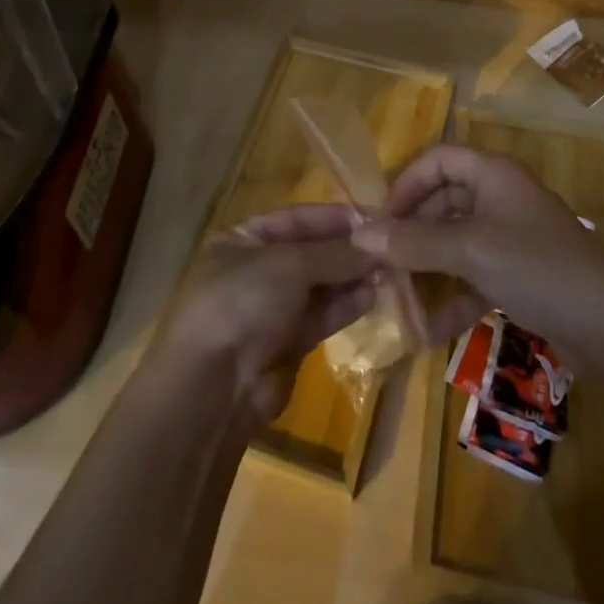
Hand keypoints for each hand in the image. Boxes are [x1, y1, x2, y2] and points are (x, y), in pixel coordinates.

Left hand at [154, 204, 378, 420]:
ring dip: (352, 278)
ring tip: (389, 270)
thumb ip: (335, 253)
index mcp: (242, 239)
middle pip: (310, 252)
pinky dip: (345, 306)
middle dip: (347, 249)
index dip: (334, 217)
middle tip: (390, 247)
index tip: (375, 217)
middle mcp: (256, 270)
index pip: (296, 218)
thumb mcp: (289, 264)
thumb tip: (378, 243)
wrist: (213, 387)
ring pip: (319, 286)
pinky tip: (373, 296)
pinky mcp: (287, 345)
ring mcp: (270, 309)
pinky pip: (321, 316)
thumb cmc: (243, 302)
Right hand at [351, 144, 603, 354]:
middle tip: (379, 265)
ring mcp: (511, 238)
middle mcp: (500, 198)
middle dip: (410, 233)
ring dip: (426, 269)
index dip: (404, 184)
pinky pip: (473, 276)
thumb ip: (414, 242)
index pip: (437, 160)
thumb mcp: (470, 251)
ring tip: (395, 299)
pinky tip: (428, 331)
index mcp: (493, 175)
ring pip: (455, 243)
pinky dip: (452, 297)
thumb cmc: (539, 269)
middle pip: (442, 202)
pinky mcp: (520, 276)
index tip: (379, 221)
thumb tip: (359, 233)